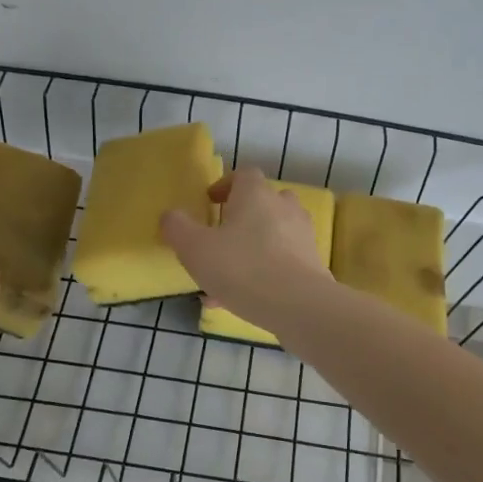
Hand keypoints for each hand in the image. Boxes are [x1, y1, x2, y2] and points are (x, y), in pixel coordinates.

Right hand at [161, 168, 332, 333]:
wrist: (299, 306)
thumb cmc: (242, 268)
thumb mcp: (195, 248)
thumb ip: (177, 228)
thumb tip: (171, 216)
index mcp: (256, 195)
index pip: (243, 175)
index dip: (225, 186)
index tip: (210, 202)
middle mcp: (284, 208)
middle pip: (262, 203)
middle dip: (240, 219)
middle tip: (218, 239)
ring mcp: (302, 238)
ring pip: (271, 238)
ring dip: (249, 251)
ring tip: (223, 280)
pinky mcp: (312, 266)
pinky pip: (281, 264)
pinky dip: (262, 275)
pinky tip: (239, 302)